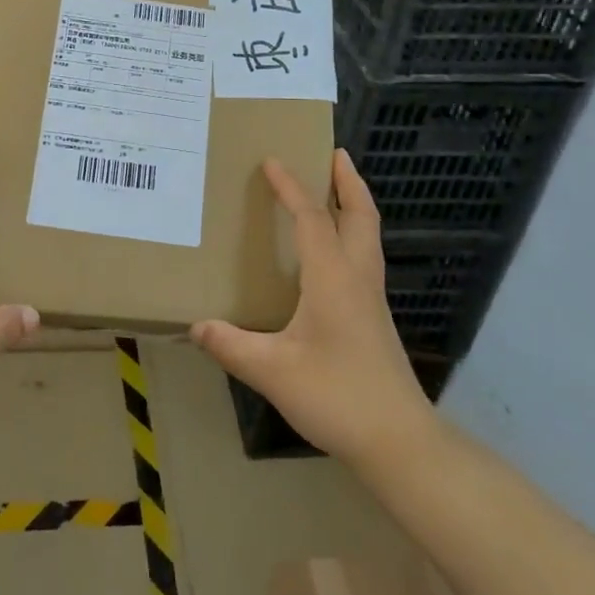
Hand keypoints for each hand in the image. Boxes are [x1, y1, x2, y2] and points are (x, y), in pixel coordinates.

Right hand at [191, 149, 434, 469]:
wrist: (399, 441)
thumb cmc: (337, 396)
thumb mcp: (273, 371)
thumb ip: (232, 345)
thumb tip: (195, 324)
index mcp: (333, 278)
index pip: (312, 218)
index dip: (291, 187)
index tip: (272, 160)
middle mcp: (358, 278)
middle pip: (361, 215)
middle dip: (348, 181)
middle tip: (334, 153)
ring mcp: (371, 298)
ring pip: (368, 235)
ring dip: (355, 204)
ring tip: (337, 188)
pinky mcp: (374, 318)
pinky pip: (365, 257)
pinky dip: (353, 233)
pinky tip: (334, 252)